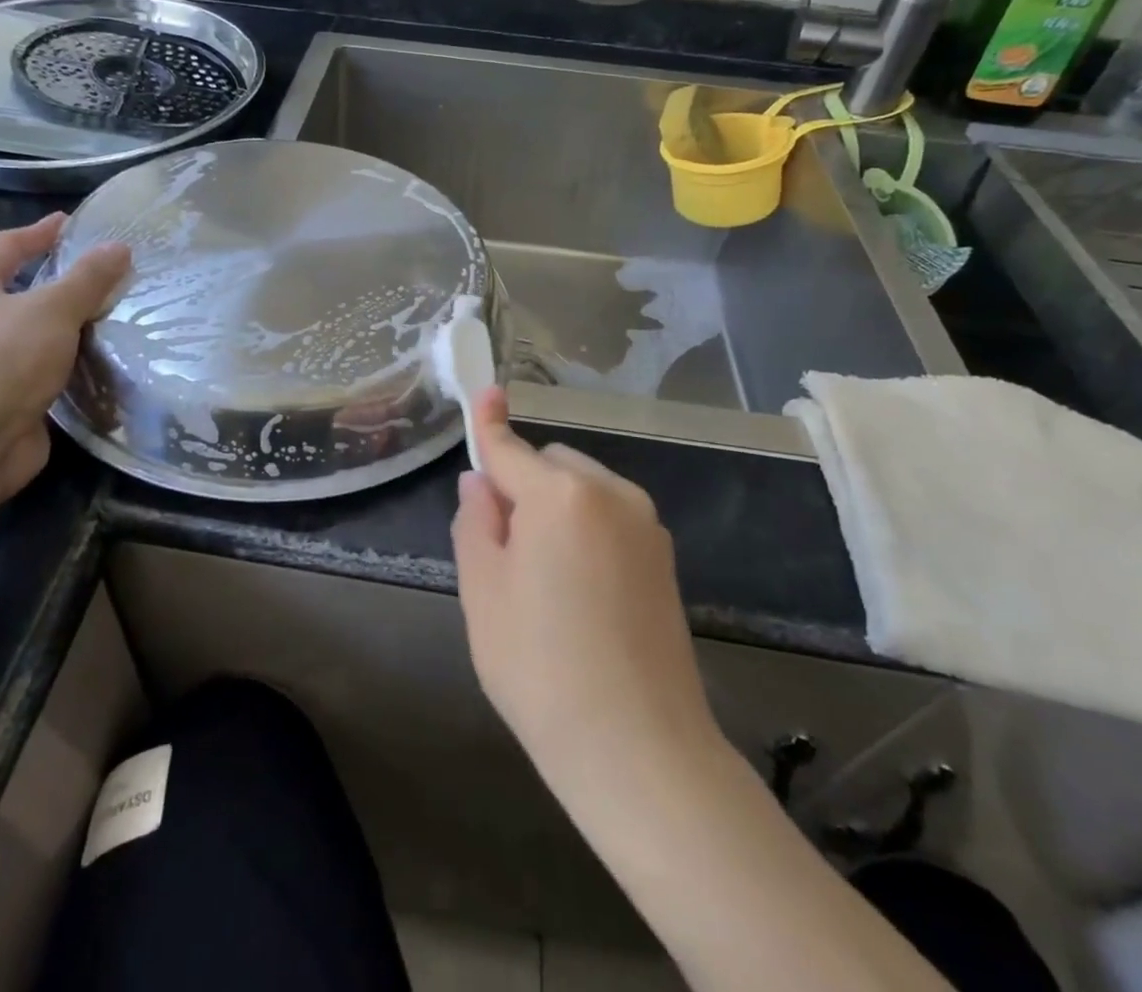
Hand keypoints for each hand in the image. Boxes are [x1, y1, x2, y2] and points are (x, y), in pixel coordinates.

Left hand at [0, 216, 129, 510]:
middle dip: (58, 282)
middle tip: (104, 274)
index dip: (37, 232)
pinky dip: (68, 364)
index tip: (70, 223)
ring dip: (67, 327)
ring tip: (113, 317)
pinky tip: (99, 364)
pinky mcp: (2, 402)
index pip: (3, 247)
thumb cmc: (0, 364)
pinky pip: (41, 371)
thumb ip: (87, 279)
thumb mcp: (51, 311)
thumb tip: (119, 246)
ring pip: (32, 335)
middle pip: (17, 292)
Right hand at [452, 388, 716, 790]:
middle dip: (523, 487)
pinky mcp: (665, 558)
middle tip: (504, 550)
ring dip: (556, 508)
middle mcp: (610, 494)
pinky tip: (580, 593)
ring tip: (544, 581)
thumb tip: (480, 483)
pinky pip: (610, 518)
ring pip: (583, 489)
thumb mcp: (484, 593)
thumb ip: (476, 523)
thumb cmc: (540, 668)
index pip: (511, 448)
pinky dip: (585, 530)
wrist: (639, 750)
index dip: (490, 422)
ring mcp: (646, 524)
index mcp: (560, 495)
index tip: (486, 391)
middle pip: (551, 465)